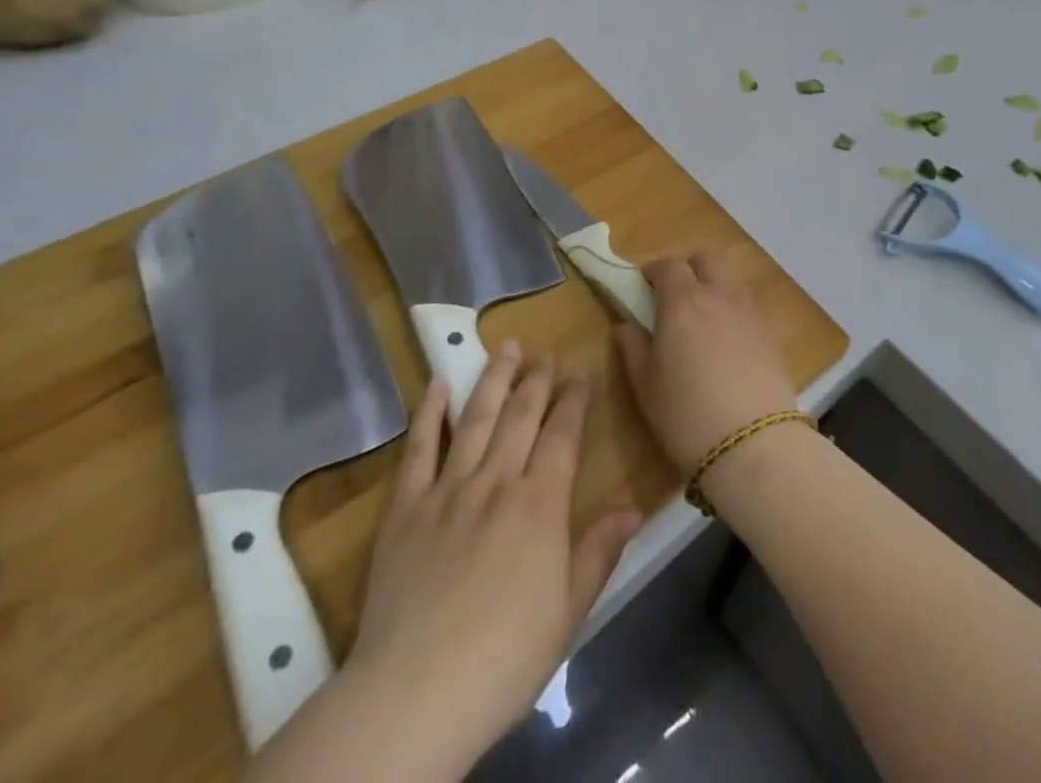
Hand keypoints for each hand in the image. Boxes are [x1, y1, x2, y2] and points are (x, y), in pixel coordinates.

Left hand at [339, 345, 640, 775]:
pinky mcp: (405, 507)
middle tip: (546, 354)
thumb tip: (635, 508)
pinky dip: (428, 413)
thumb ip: (599, 552)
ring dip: (493, 379)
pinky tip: (438, 384)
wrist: (416, 693)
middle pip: (521, 416)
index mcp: (540, 504)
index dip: (574, 399)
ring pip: (475, 418)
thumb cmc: (505, 659)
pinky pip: (418, 448)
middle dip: (537, 380)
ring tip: (506, 347)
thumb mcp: (569, 613)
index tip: (582, 370)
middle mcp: (497, 481)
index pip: (563, 434)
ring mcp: (447, 489)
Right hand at [614, 252, 797, 471]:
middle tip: (673, 299)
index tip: (643, 287)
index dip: (653, 272)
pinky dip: (732, 311)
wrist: (754, 445)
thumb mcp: (646, 386)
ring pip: (729, 280)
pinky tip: (726, 344)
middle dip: (687, 270)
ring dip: (712, 287)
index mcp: (682, 301)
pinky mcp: (770, 334)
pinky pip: (747, 307)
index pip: (667, 265)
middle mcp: (718, 295)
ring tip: (701, 322)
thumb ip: (633, 348)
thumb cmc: (686, 414)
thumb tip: (626, 325)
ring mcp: (748, 312)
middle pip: (705, 260)